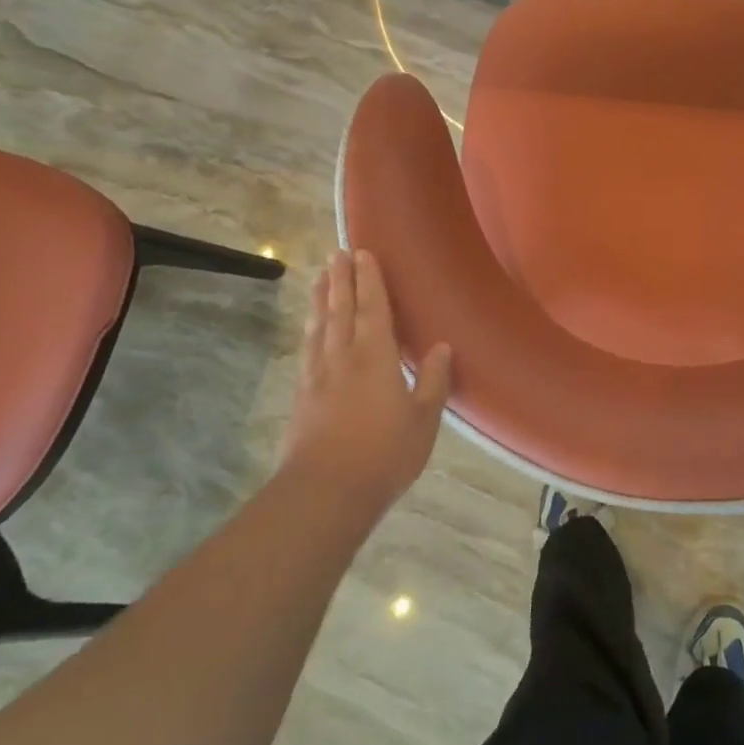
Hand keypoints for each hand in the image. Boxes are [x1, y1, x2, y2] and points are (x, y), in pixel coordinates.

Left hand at [280, 248, 452, 521]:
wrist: (325, 492)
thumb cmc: (384, 454)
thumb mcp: (423, 420)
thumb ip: (432, 380)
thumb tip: (441, 346)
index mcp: (375, 357)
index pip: (373, 308)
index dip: (370, 280)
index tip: (364, 253)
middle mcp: (343, 357)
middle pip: (341, 309)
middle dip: (341, 279)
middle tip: (337, 252)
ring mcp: (318, 376)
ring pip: (320, 326)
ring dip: (321, 298)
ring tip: (320, 277)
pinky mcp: (302, 396)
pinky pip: (308, 349)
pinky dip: (310, 329)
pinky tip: (310, 327)